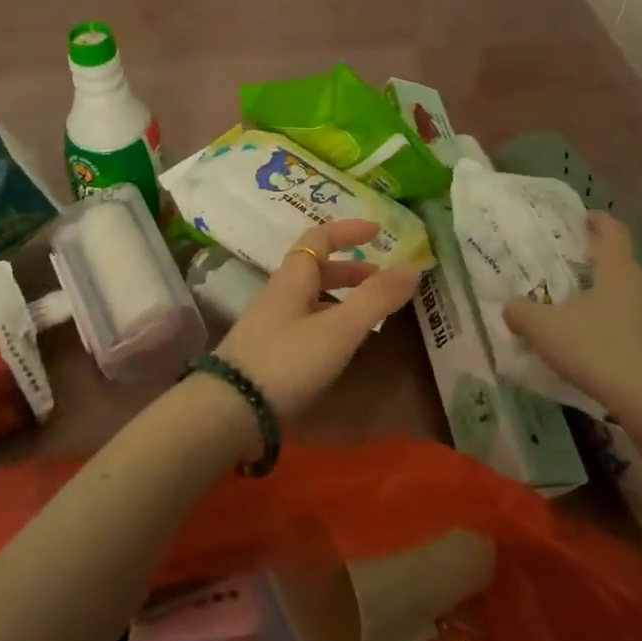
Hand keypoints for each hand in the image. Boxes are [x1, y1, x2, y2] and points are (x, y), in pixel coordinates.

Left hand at [212, 219, 420, 422]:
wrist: (229, 409)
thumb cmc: (287, 360)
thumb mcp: (339, 328)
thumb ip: (376, 298)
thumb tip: (412, 266)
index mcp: (293, 279)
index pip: (319, 239)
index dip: (348, 230)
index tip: (377, 231)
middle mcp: (279, 295)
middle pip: (316, 270)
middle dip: (351, 271)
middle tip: (382, 282)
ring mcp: (270, 325)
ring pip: (311, 299)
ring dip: (341, 299)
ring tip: (370, 316)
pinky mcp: (267, 353)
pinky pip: (305, 325)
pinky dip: (330, 324)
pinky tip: (341, 347)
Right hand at [502, 212, 641, 460]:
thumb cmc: (596, 349)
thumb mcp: (544, 330)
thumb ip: (521, 313)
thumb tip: (510, 307)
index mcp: (619, 269)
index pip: (613, 231)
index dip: (598, 221)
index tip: (584, 218)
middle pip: (626, 263)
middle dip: (603, 264)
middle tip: (577, 270)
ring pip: (635, 293)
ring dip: (615, 295)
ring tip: (588, 308)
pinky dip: (624, 323)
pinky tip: (604, 340)